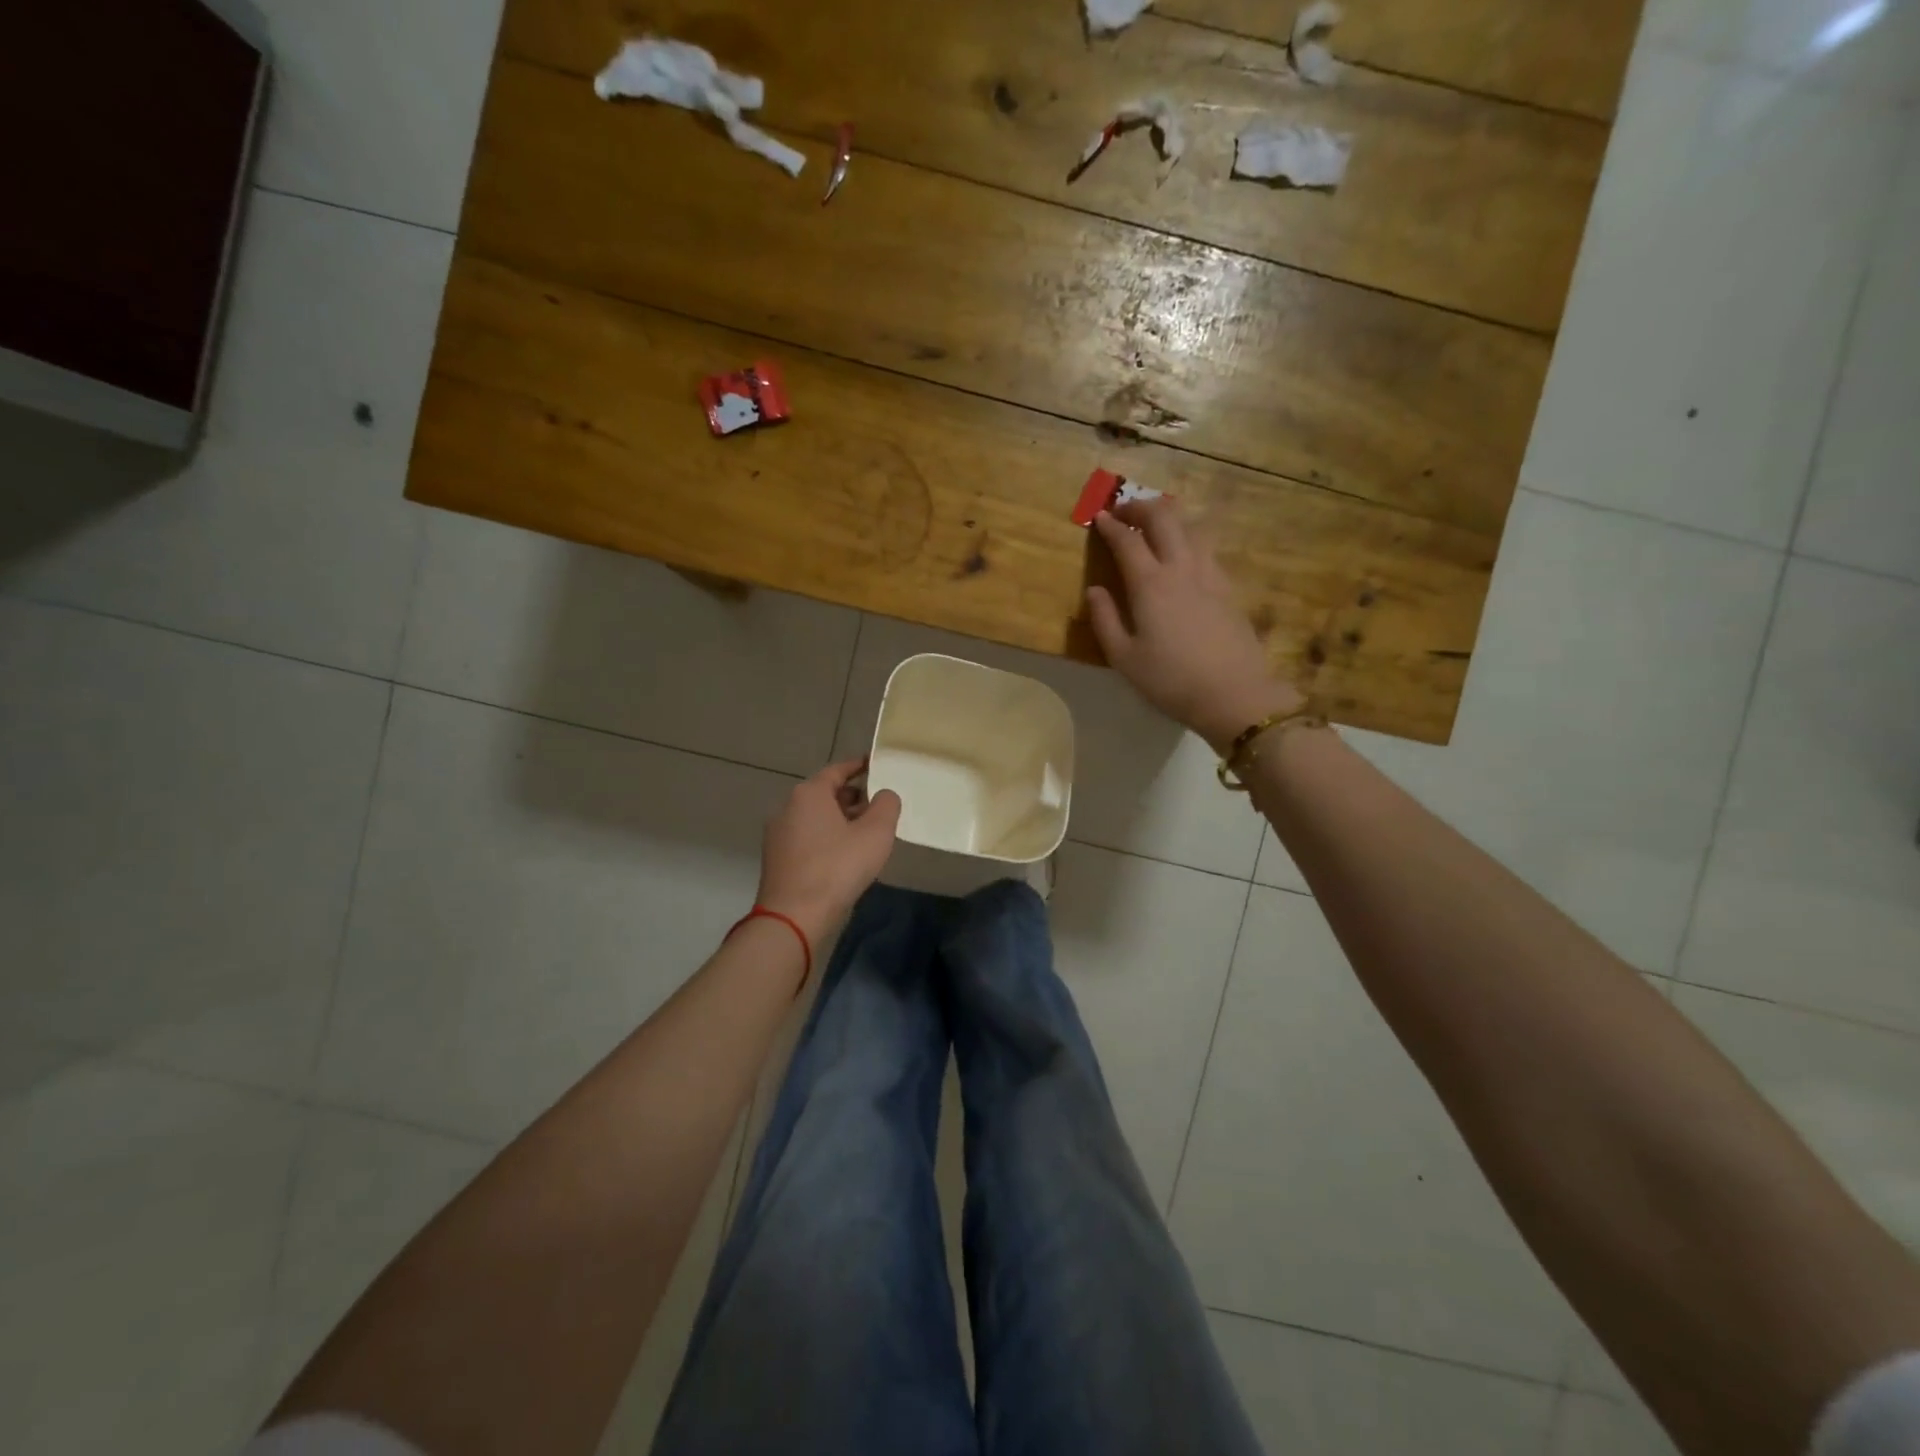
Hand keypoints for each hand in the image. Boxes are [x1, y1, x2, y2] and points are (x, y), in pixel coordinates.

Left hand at [756, 759, 901, 943]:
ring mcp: (779, 835)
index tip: (876, 765)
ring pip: (816, 818)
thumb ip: (886, 805)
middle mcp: (788, 808)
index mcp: (809, 794)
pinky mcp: (777, 860)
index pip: (837, 770)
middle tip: (879, 805)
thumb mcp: (876, 833)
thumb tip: (884, 795)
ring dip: (841, 821)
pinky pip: (808, 839)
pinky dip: (828, 839)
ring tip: (867, 833)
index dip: (859, 766)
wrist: (794, 917)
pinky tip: (846, 857)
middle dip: (852, 797)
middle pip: (825, 794)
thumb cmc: (837, 867)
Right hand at [1086, 498, 1303, 753]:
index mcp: (1150, 584)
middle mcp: (1181, 568)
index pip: (1127, 541)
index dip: (1110, 525)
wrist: (1233, 693)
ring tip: (1155, 524)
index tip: (1098, 517)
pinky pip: (1207, 547)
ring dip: (1169, 517)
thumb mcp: (1124, 658)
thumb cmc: (1170, 680)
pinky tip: (1184, 552)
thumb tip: (1095, 590)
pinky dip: (1189, 537)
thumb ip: (1104, 620)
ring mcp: (1210, 574)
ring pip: (1191, 527)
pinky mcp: (1228, 587)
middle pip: (1163, 519)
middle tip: (1124, 511)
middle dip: (1140, 507)